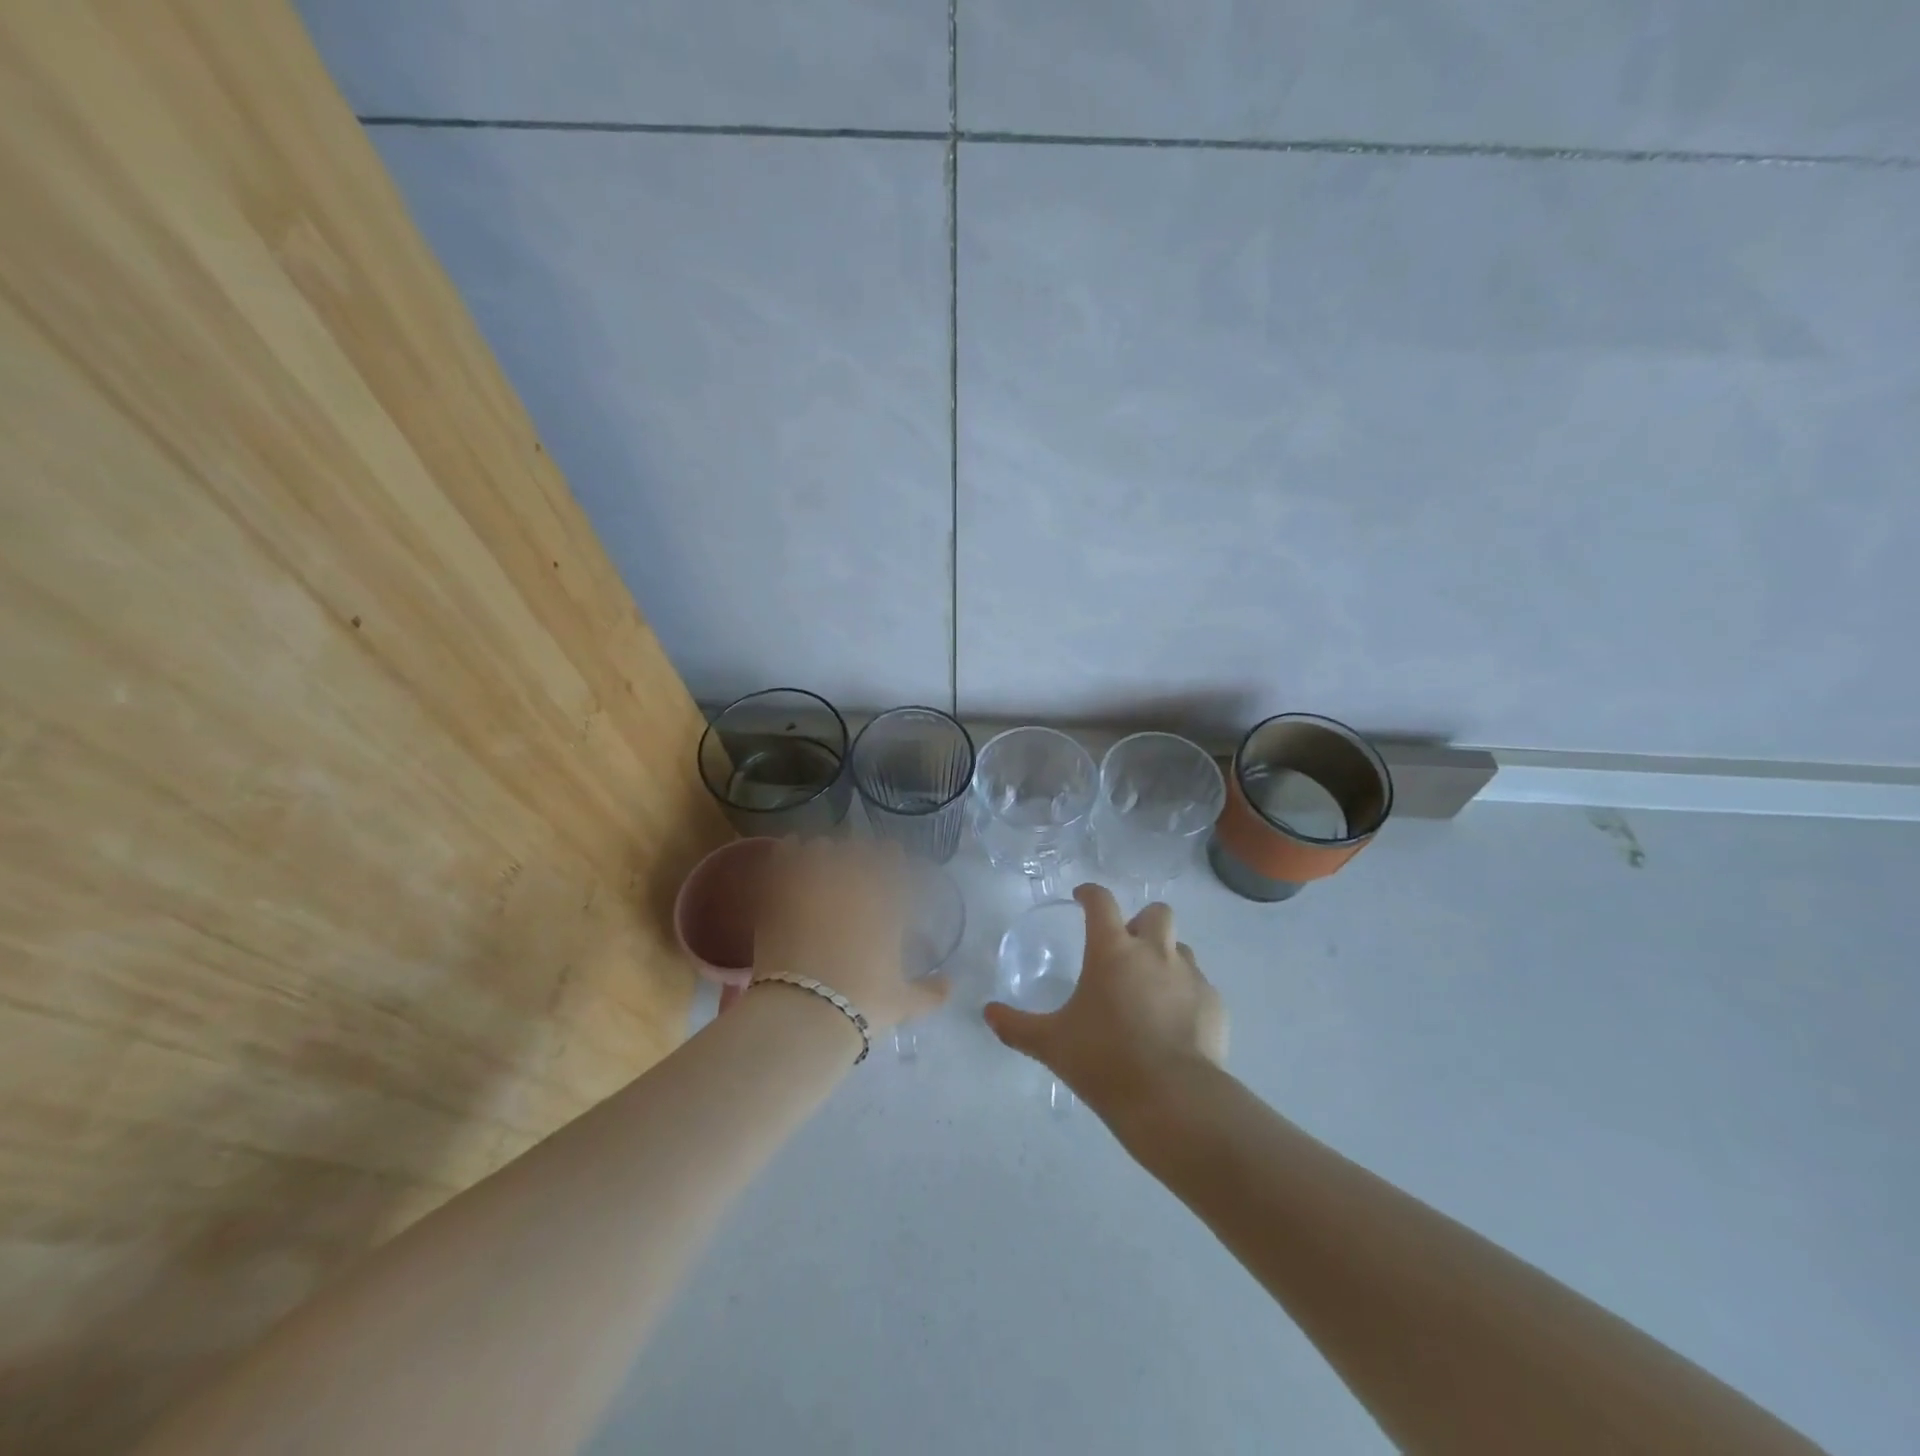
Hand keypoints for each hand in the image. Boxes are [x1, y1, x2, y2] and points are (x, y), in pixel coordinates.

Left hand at [751, 837, 948, 1032]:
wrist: (805, 1011)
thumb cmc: (861, 1004)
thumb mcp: (902, 1003)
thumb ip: (929, 992)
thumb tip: (950, 985)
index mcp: (887, 900)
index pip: (893, 858)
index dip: (890, 857)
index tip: (888, 861)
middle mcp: (854, 881)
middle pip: (857, 847)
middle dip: (856, 854)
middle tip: (850, 865)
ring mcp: (816, 881)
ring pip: (822, 846)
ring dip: (823, 852)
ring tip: (819, 861)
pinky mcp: (780, 890)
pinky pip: (786, 856)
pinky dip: (789, 853)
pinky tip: (788, 857)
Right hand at [984, 884, 1227, 1110]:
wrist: (1173, 1099)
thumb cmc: (1104, 1061)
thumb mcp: (1051, 1044)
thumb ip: (1017, 1026)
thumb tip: (987, 1013)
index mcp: (1112, 950)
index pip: (1101, 901)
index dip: (1090, 893)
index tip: (1081, 898)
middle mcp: (1154, 952)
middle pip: (1156, 912)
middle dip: (1141, 922)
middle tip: (1125, 949)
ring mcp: (1190, 976)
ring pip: (1180, 948)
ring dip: (1165, 957)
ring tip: (1150, 989)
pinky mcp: (1214, 1004)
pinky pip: (1199, 985)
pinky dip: (1185, 994)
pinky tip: (1174, 1024)